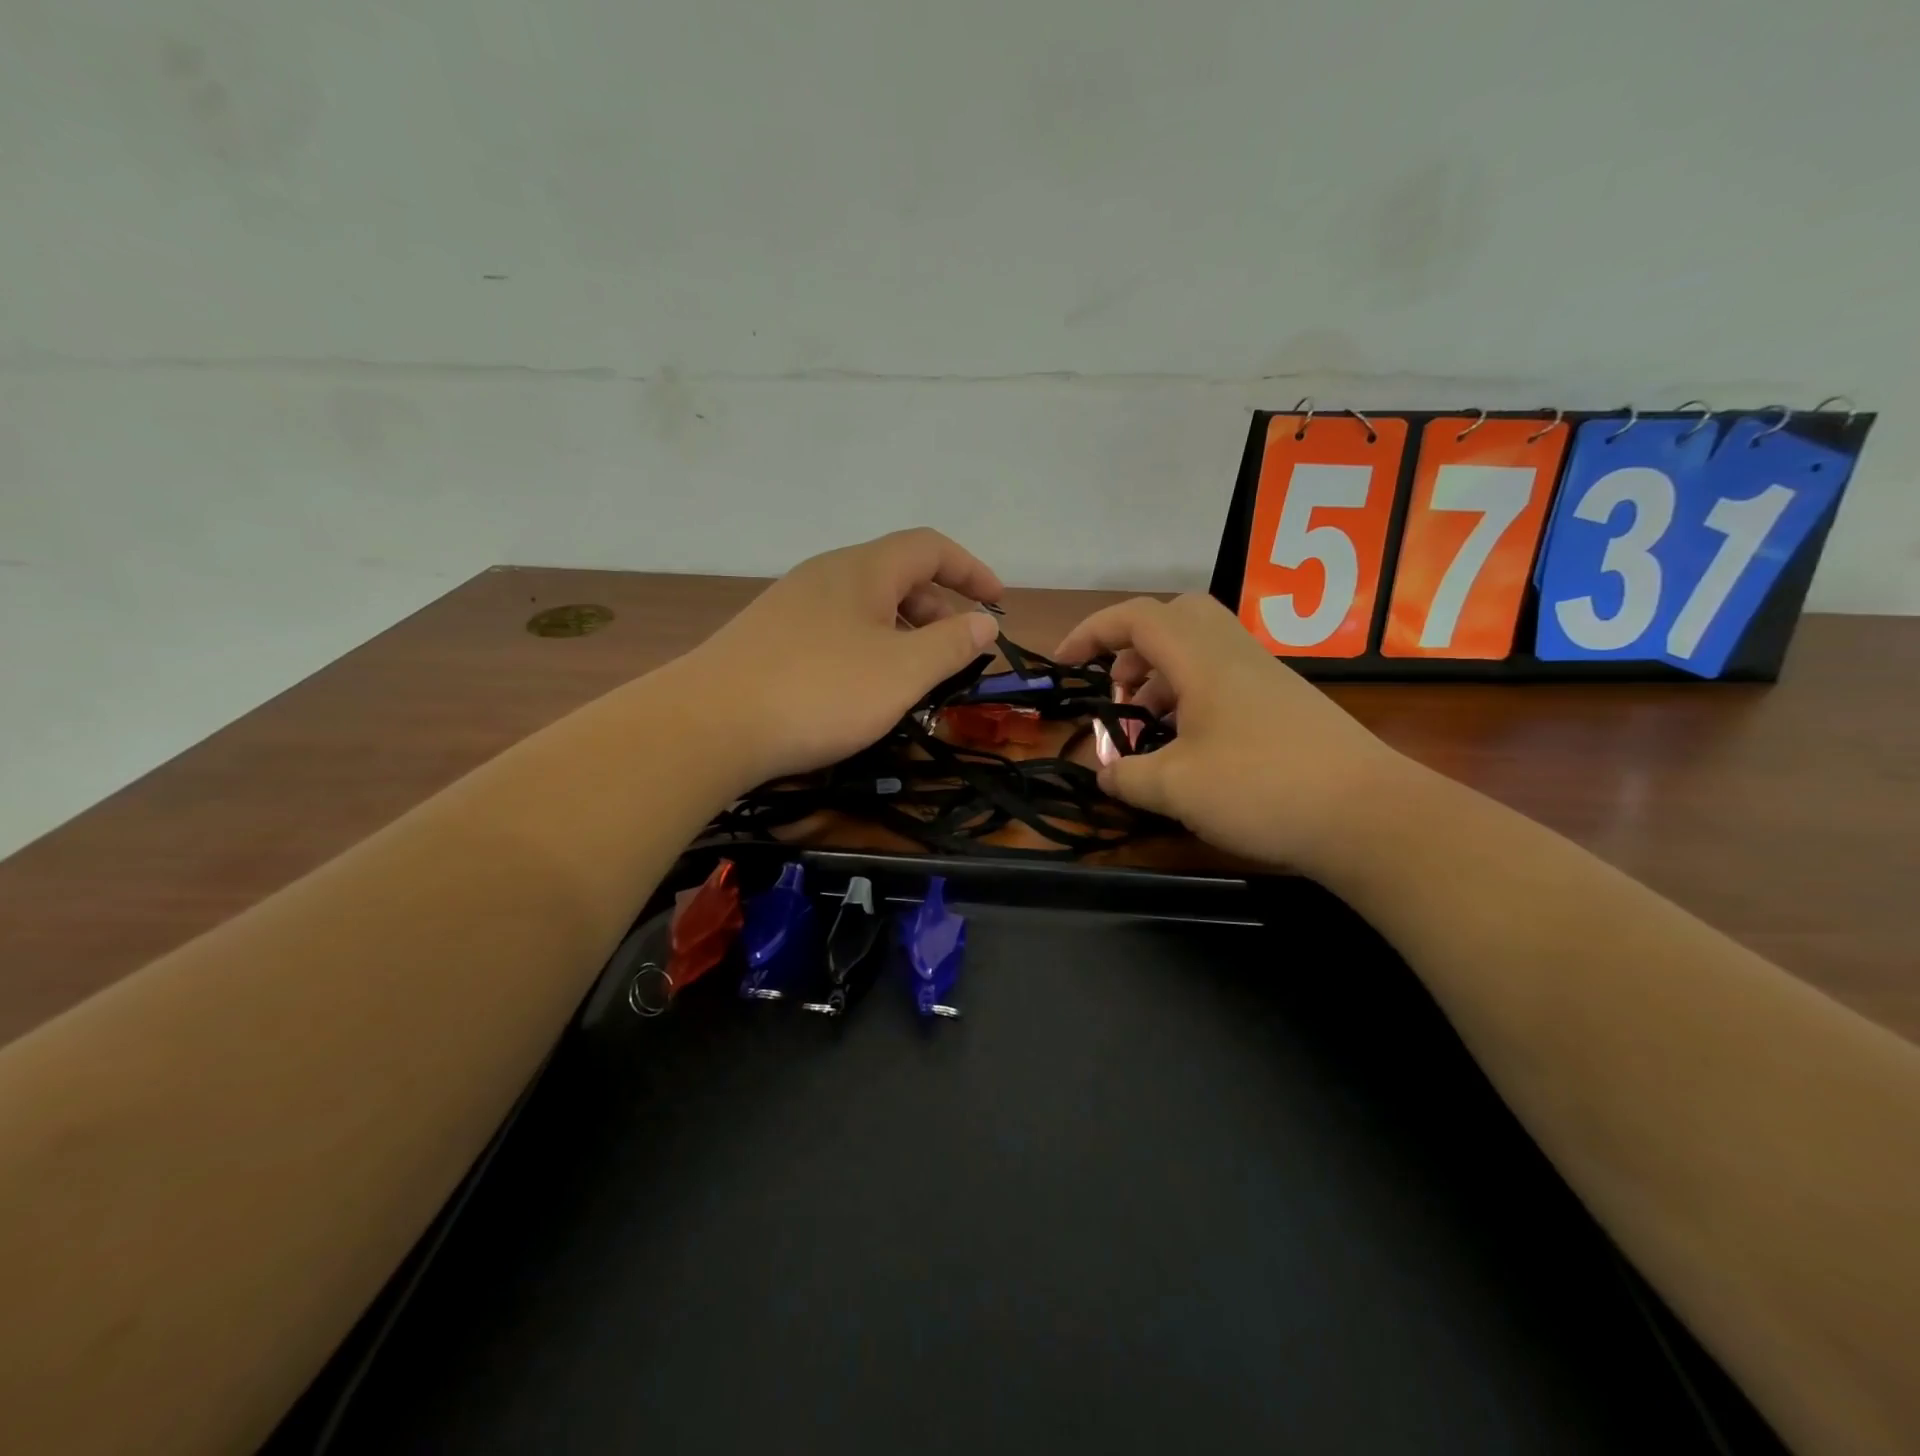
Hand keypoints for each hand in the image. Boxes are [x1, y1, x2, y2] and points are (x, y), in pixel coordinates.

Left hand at [674, 528, 1002, 784]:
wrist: (709, 725)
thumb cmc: (820, 691)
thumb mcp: (902, 672)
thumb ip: (951, 644)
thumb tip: (984, 622)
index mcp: (862, 569)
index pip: (929, 547)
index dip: (971, 569)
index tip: (998, 604)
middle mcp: (825, 576)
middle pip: (897, 575)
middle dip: (938, 607)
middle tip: (958, 652)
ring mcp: (792, 606)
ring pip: (865, 607)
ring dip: (903, 632)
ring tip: (917, 676)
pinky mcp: (770, 639)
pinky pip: (837, 630)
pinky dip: (869, 649)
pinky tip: (865, 689)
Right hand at [1056, 593, 1410, 872]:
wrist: (1370, 816)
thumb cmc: (1262, 789)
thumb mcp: (1177, 788)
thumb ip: (1129, 777)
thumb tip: (1106, 775)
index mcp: (1203, 660)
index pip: (1137, 618)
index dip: (1092, 632)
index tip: (1064, 664)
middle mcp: (1235, 656)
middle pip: (1177, 617)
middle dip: (1134, 646)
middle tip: (1118, 690)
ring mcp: (1266, 679)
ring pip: (1202, 651)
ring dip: (1163, 678)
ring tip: (1148, 729)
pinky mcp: (1286, 706)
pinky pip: (1225, 681)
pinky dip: (1193, 699)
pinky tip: (1191, 749)